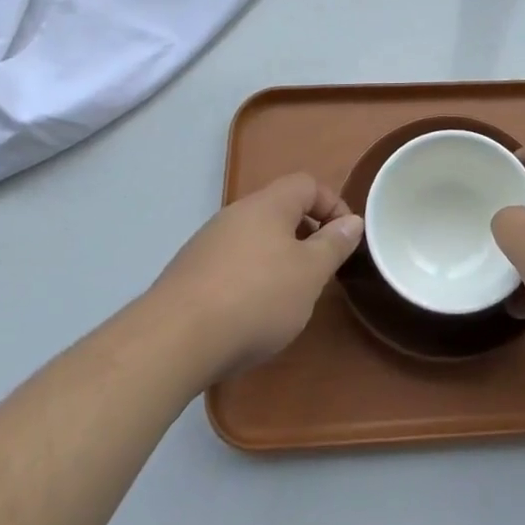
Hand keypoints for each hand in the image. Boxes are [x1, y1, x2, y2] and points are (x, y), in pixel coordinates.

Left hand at [148, 172, 363, 384]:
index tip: (345, 239)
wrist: (173, 340)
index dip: (332, 205)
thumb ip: (333, 244)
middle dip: (305, 235)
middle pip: (279, 210)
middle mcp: (235, 213)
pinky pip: (230, 264)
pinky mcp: (188, 273)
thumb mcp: (310, 273)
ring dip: (277, 259)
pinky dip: (249, 279)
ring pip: (254, 239)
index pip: (307, 184)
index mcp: (268, 204)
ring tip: (287, 297)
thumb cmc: (255, 298)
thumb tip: (352, 222)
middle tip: (319, 270)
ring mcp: (207, 243)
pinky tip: (249, 314)